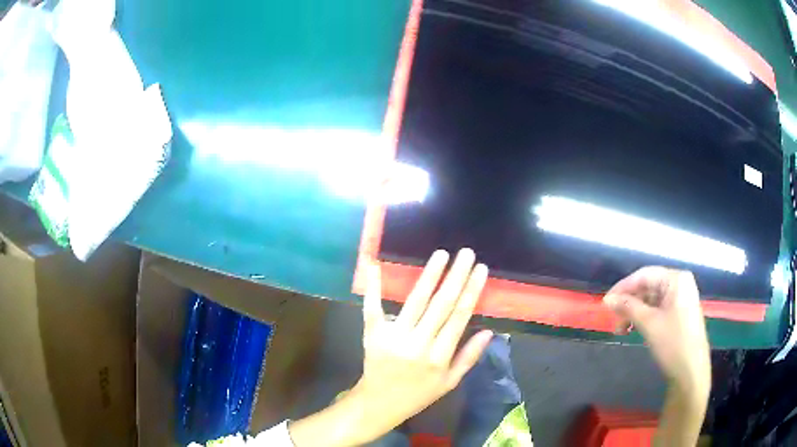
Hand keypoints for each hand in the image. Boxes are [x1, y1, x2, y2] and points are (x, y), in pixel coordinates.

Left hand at [289, 249, 491, 446]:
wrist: (380, 403)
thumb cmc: (419, 394)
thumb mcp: (450, 383)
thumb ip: (469, 357)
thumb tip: (489, 331)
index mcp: (439, 357)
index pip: (459, 317)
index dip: (471, 291)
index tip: (480, 269)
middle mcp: (418, 344)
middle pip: (441, 304)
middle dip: (456, 276)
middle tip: (466, 253)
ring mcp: (394, 338)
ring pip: (415, 301)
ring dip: (429, 275)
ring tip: (441, 254)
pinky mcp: (373, 335)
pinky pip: (373, 308)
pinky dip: (374, 287)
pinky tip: (377, 266)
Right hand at [603, 267, 709, 393]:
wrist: (691, 370)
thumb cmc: (672, 342)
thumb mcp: (648, 323)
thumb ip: (628, 307)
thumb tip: (607, 299)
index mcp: (676, 279)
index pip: (644, 275)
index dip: (623, 287)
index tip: (605, 302)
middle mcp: (680, 283)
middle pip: (648, 286)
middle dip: (629, 303)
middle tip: (613, 320)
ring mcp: (682, 298)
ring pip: (652, 299)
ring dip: (635, 312)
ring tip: (622, 330)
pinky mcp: (681, 312)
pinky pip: (659, 308)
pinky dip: (645, 317)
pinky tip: (635, 329)